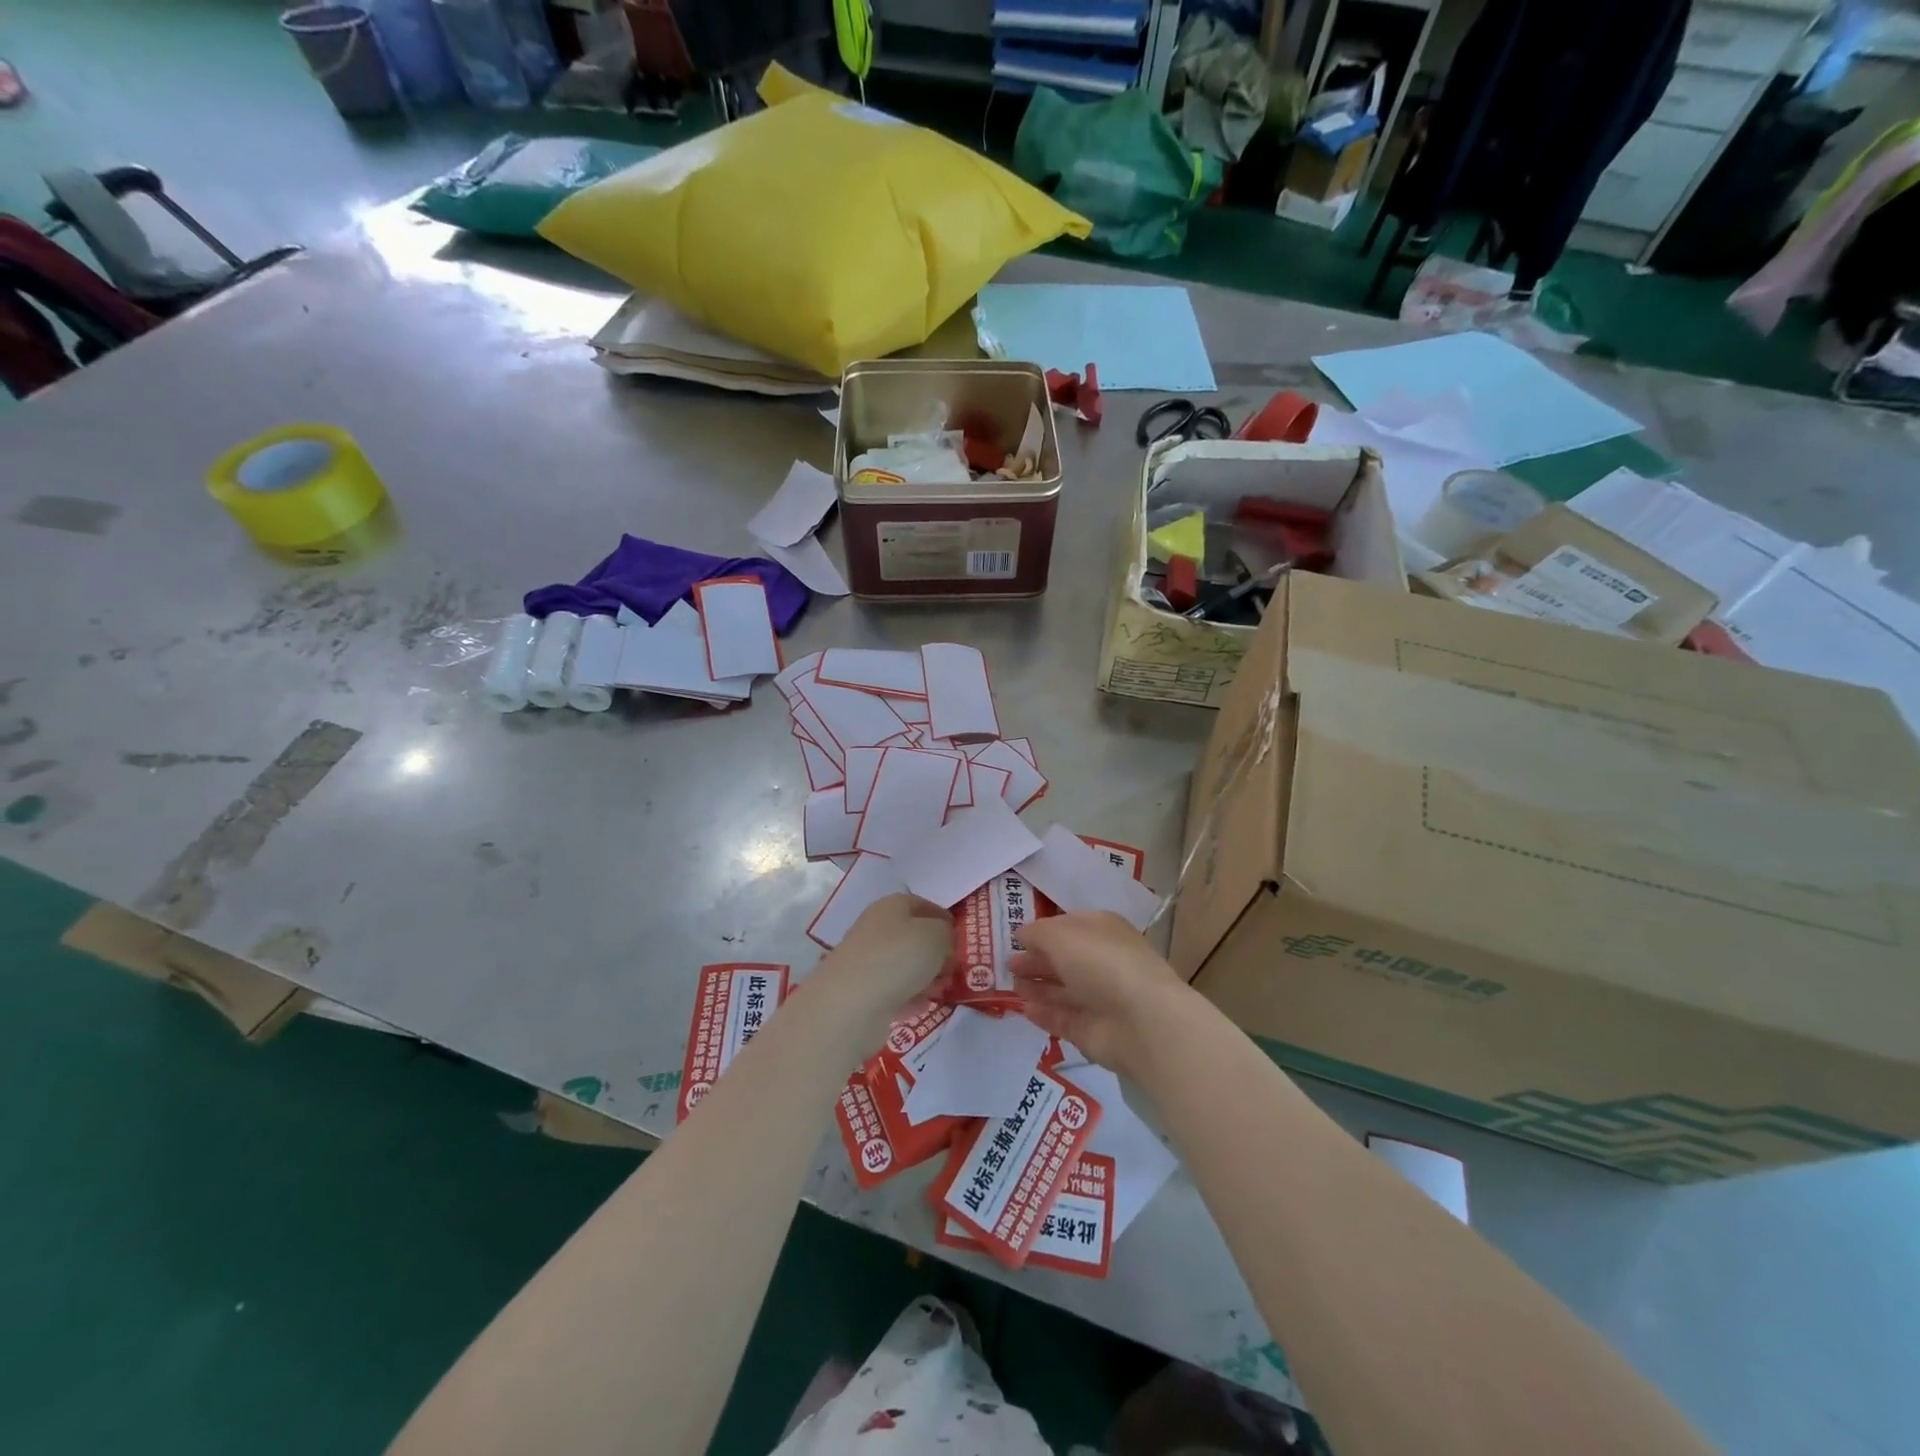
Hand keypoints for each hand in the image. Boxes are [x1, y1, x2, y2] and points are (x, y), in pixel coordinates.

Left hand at [813, 894, 953, 1030]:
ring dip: (924, 976)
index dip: (945, 919)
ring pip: (904, 964)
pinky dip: (908, 997)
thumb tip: (942, 940)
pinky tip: (920, 1006)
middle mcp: (876, 928)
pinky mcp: (861, 991)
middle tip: (953, 969)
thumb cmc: (898, 958)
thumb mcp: (937, 936)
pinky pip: (894, 990)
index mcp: (892, 905)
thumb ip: (946, 933)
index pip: (924, 904)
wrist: (851, 1004)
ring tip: (940, 990)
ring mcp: (866, 960)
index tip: (962, 939)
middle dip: (936, 952)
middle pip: (913, 936)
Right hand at [1010, 912, 1195, 1079]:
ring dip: (1037, 987)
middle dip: (1036, 960)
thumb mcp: (1061, 936)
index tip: (1015, 937)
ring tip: (1011, 985)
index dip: (1042, 931)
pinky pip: (1062, 1018)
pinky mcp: (1092, 1030)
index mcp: (1101, 930)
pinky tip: (1023, 1008)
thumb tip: (1022, 934)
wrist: (1142, 1021)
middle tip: (1008, 964)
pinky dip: (1044, 1013)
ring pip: (1062, 990)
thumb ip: (1037, 933)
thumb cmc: (1102, 963)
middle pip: (1063, 959)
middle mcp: (1102, 961)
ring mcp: (1099, 998)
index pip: (1068, 926)